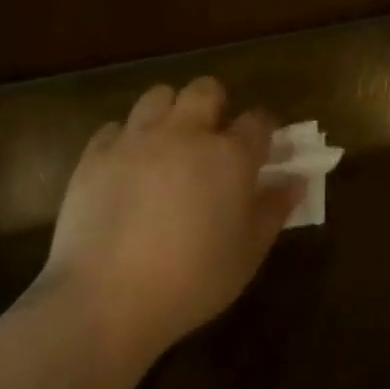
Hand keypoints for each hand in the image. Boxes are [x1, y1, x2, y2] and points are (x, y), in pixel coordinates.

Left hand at [42, 78, 301, 361]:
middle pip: (205, 90)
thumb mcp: (247, 254)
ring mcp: (136, 138)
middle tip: (213, 138)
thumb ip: (273, 211)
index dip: (266, 130)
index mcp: (229, 156)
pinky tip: (127, 167)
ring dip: (170, 112)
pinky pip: (116, 127)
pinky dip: (126, 139)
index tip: (265, 149)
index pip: (258, 121)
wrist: (106, 298)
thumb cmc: (191, 281)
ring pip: (158, 96)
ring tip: (168, 144)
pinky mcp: (96, 154)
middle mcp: (185, 133)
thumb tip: (294, 182)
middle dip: (215, 104)